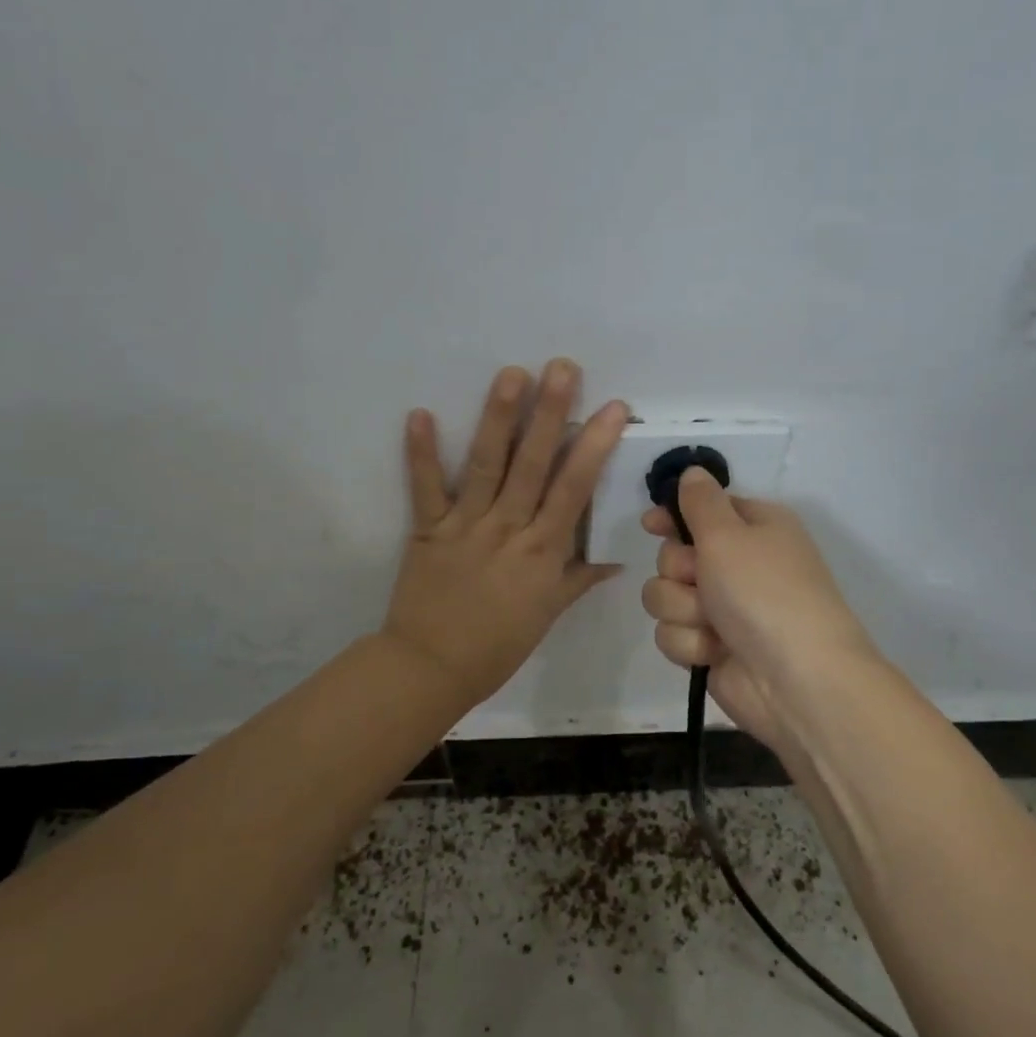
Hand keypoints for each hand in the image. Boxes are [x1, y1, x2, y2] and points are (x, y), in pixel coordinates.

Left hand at [382, 360, 628, 708]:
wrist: (432, 669)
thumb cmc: (497, 646)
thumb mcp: (548, 615)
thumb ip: (578, 580)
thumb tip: (615, 562)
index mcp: (543, 551)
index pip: (574, 490)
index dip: (594, 446)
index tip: (612, 408)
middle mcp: (508, 529)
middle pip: (533, 465)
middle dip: (550, 414)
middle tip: (562, 367)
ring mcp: (466, 526)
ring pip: (486, 466)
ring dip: (498, 418)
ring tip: (511, 374)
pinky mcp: (427, 529)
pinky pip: (425, 488)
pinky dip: (421, 452)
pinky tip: (419, 413)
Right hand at [641, 468, 877, 747]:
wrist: (795, 679)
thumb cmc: (764, 592)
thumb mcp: (729, 533)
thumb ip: (701, 501)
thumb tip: (692, 472)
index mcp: (754, 528)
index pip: (702, 509)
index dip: (673, 516)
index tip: (651, 524)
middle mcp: (738, 565)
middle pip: (673, 555)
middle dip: (679, 570)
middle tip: (702, 580)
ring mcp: (723, 609)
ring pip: (665, 596)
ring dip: (682, 609)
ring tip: (711, 623)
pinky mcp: (710, 647)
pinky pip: (673, 633)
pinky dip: (690, 642)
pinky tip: (714, 652)